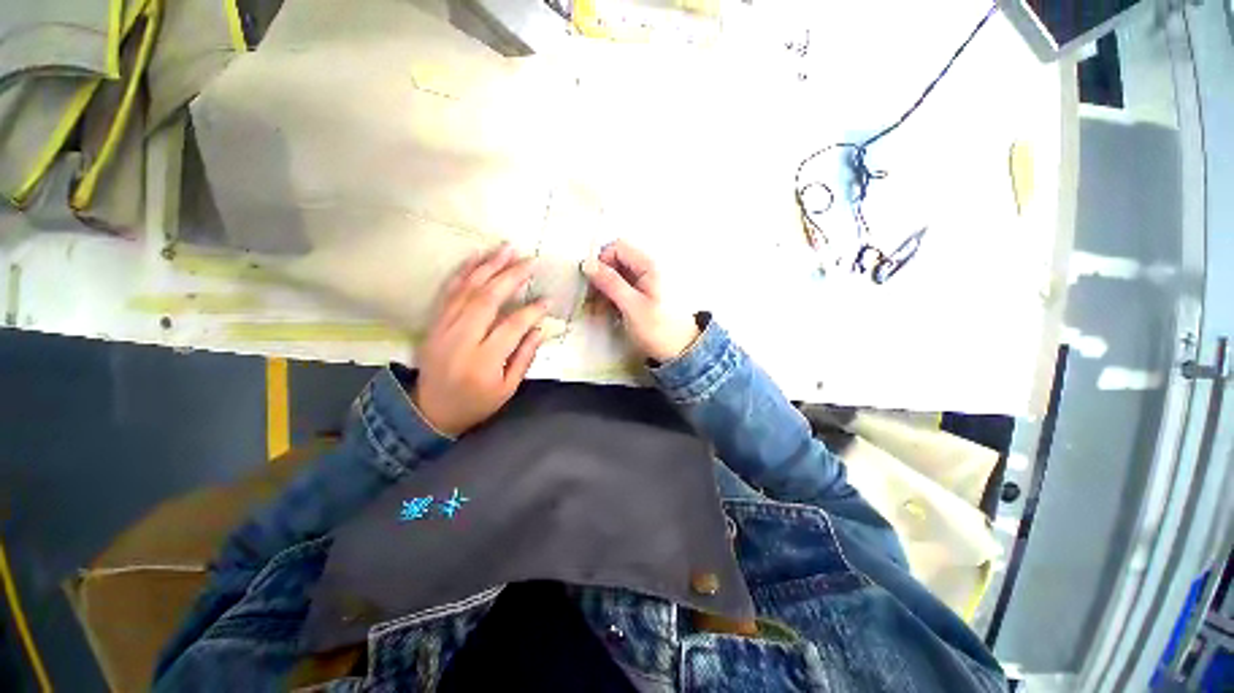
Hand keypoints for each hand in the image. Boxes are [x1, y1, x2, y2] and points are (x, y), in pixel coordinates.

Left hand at [413, 245, 547, 435]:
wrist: (431, 410)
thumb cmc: (476, 402)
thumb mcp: (508, 388)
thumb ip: (525, 356)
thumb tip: (541, 328)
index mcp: (483, 361)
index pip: (512, 326)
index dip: (532, 311)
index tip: (548, 300)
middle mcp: (461, 339)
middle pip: (488, 299)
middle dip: (511, 276)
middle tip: (531, 261)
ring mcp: (443, 327)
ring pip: (467, 289)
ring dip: (489, 266)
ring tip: (508, 248)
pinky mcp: (434, 322)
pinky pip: (449, 291)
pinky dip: (463, 271)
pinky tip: (477, 256)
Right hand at [582, 239, 699, 362]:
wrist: (680, 351)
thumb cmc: (659, 329)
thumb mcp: (632, 306)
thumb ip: (610, 283)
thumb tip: (587, 263)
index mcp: (649, 265)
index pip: (618, 247)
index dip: (601, 261)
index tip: (591, 282)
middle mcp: (648, 269)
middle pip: (616, 261)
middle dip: (600, 278)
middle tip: (590, 299)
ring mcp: (645, 282)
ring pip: (616, 276)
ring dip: (603, 290)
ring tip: (596, 310)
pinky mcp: (642, 295)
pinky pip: (621, 288)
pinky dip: (611, 297)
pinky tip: (606, 313)